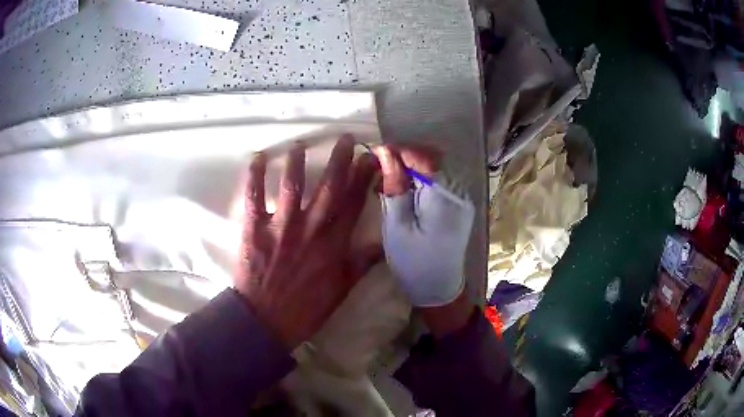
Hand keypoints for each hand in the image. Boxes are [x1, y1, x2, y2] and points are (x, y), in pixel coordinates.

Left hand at [236, 136, 381, 348]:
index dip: (362, 178)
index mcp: (333, 243)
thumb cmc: (307, 307)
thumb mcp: (343, 289)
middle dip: (339, 160)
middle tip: (344, 138)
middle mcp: (310, 228)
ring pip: (292, 186)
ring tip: (301, 144)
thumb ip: (363, 263)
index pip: (352, 202)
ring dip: (296, 162)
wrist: (266, 320)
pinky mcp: (254, 229)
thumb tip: (384, 244)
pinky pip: (254, 197)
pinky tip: (257, 158)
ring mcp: (281, 226)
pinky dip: (254, 177)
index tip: (369, 157)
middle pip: (328, 187)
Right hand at [374, 145, 475, 335]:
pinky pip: (441, 178)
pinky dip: (421, 176)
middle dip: (406, 155)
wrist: (439, 288)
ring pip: (437, 165)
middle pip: (434, 157)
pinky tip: (405, 187)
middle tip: (380, 165)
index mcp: (444, 199)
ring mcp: (463, 197)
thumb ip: (394, 186)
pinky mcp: (460, 202)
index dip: (400, 150)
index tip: (377, 152)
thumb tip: (385, 153)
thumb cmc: (413, 262)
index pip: (425, 158)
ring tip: (389, 177)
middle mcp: (460, 192)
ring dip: (412, 165)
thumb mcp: (397, 226)